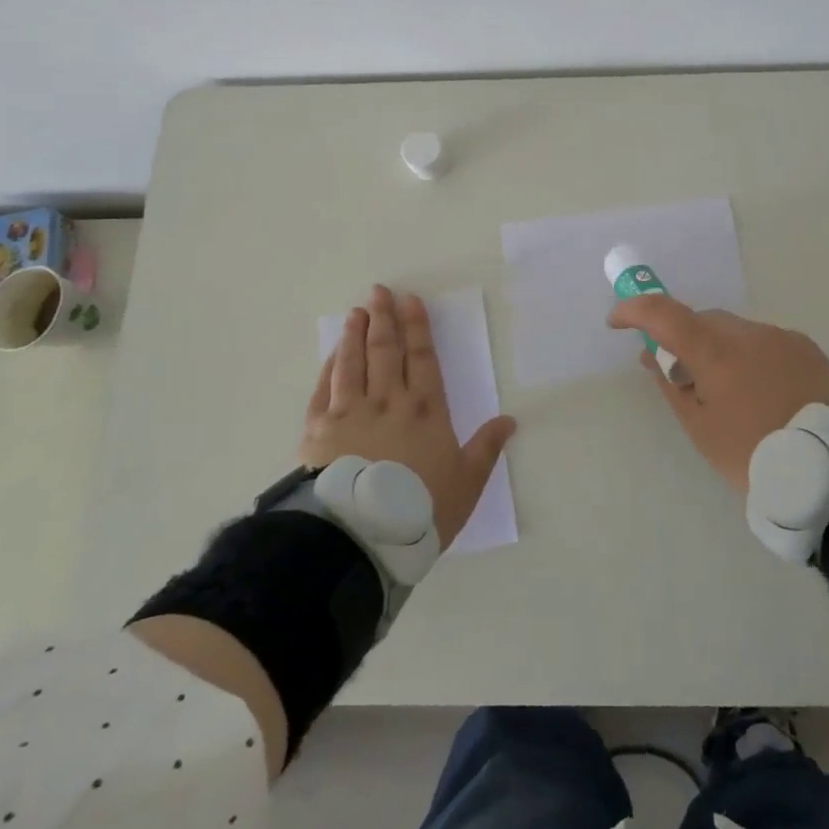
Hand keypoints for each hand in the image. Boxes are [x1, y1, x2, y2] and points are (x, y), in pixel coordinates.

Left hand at [302, 285, 516, 546]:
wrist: (361, 536)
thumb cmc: (420, 508)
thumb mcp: (466, 482)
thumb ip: (486, 448)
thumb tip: (510, 420)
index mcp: (425, 409)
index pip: (422, 358)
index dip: (417, 327)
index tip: (411, 300)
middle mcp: (387, 401)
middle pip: (386, 351)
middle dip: (384, 319)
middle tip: (380, 292)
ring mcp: (350, 412)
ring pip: (353, 363)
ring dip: (355, 335)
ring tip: (356, 313)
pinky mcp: (319, 430)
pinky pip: (324, 389)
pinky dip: (329, 367)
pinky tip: (332, 355)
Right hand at [608, 297, 828, 492]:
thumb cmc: (755, 455)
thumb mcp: (702, 429)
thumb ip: (673, 386)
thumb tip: (653, 357)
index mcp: (716, 352)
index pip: (663, 313)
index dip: (634, 310)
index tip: (617, 322)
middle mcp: (747, 333)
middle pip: (702, 321)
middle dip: (685, 339)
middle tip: (684, 377)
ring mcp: (780, 337)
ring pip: (735, 331)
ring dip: (721, 350)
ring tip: (733, 395)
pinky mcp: (806, 347)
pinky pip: (765, 342)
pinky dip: (752, 357)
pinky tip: (765, 393)